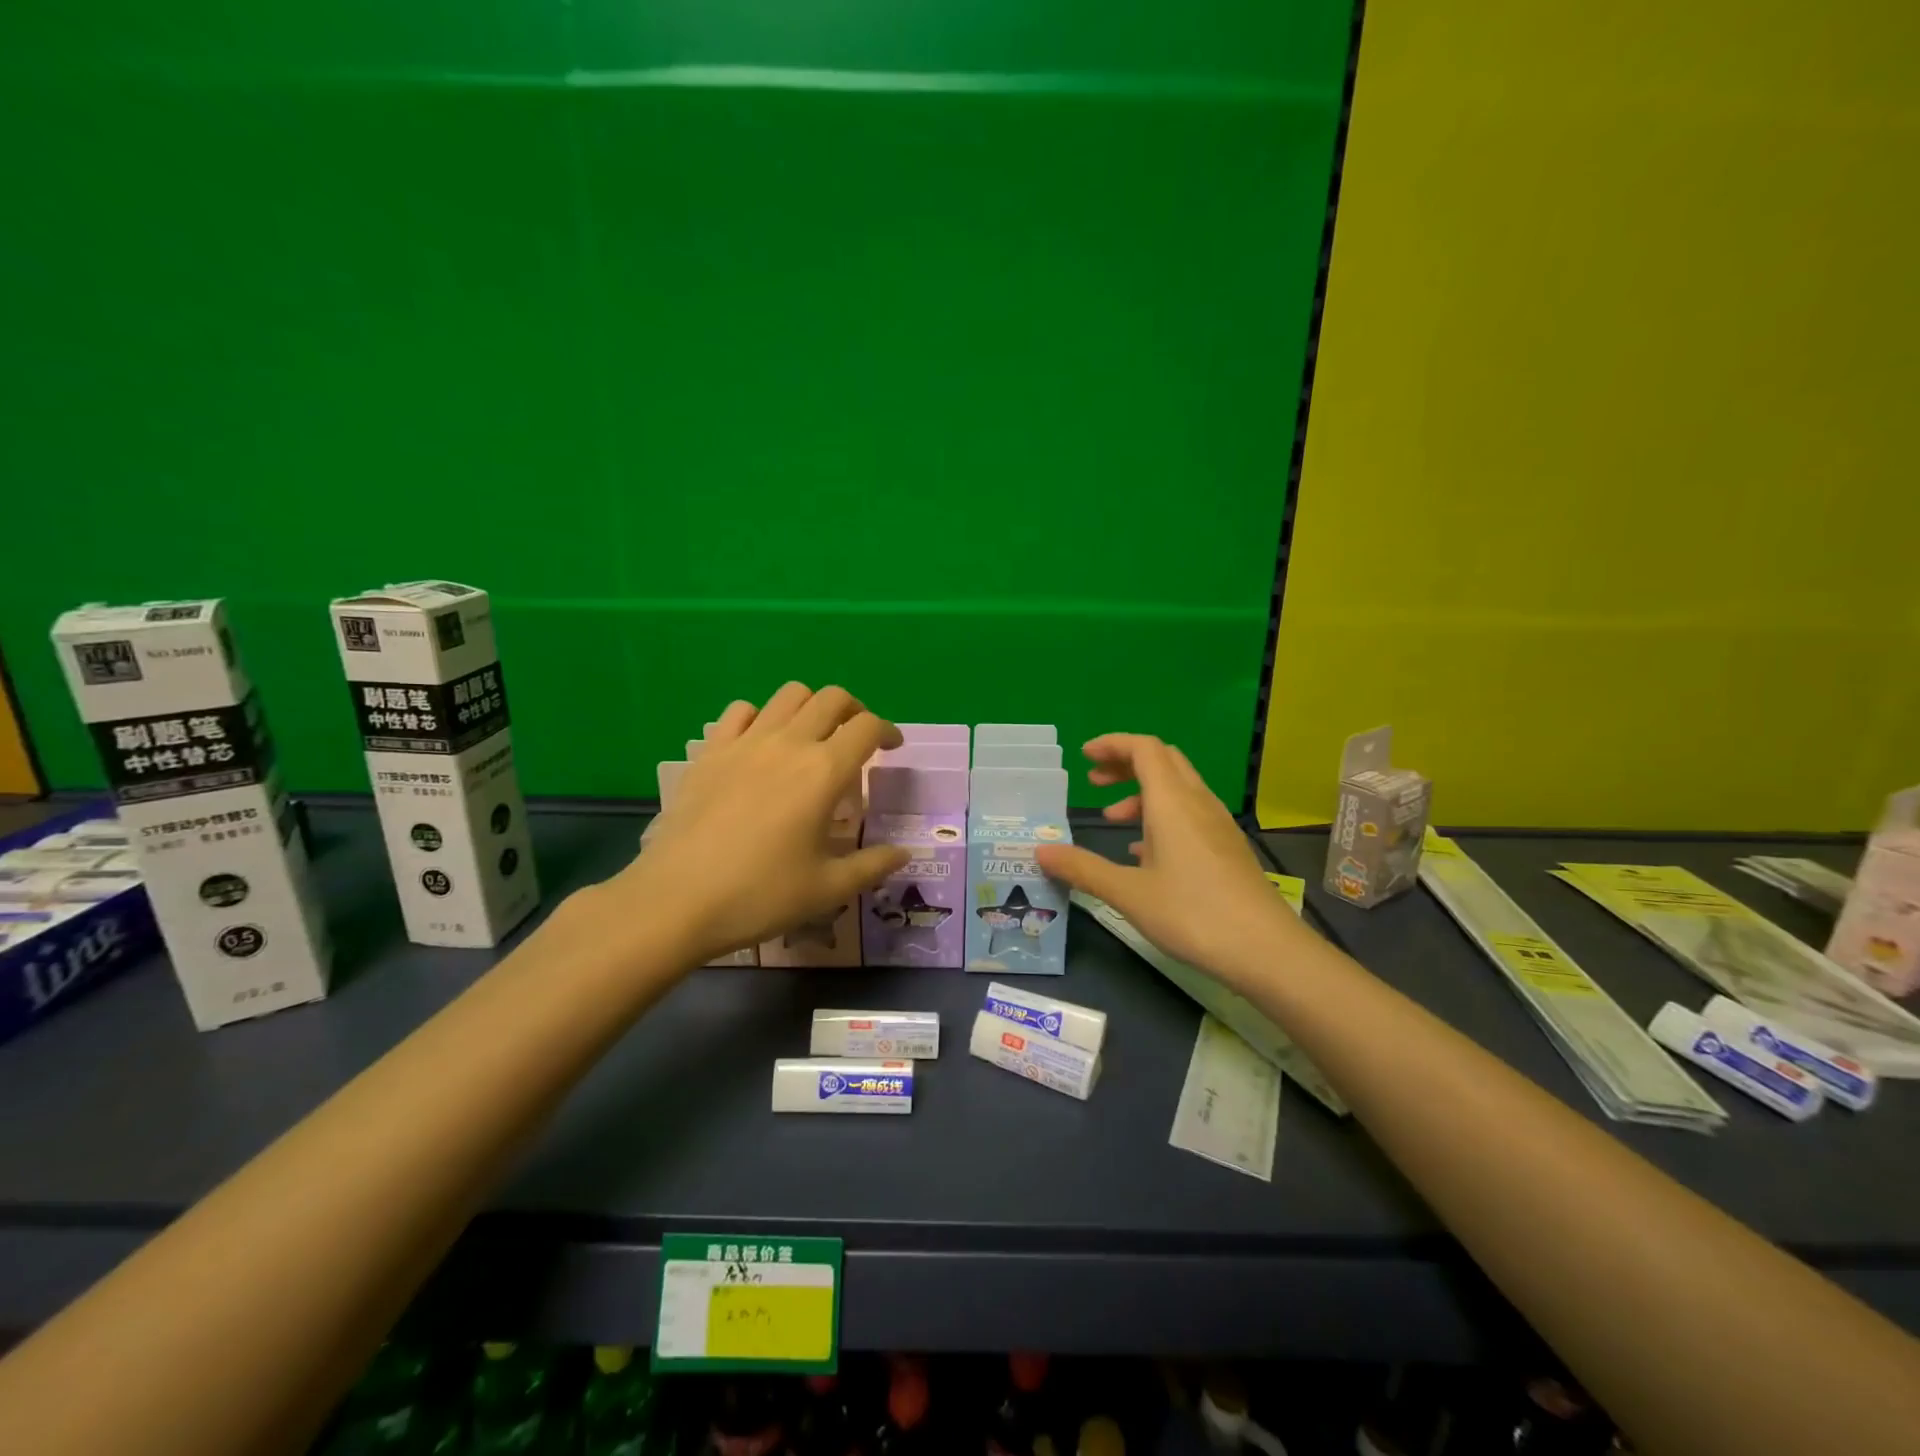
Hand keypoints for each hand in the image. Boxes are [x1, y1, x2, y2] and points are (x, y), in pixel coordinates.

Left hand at [602, 684, 907, 965]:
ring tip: (812, 736)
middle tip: (857, 739)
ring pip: (789, 694)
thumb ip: (872, 866)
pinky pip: (741, 711)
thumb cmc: (759, 895)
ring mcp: (745, 742)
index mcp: (824, 772)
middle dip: (854, 711)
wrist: (676, 900)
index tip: (892, 749)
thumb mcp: (827, 889)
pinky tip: (761, 744)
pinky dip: (761, 717)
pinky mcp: (710, 751)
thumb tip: (904, 853)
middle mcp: (789, 744)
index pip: (867, 728)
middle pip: (832, 698)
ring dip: (811, 707)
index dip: (887, 732)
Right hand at [1034, 734, 1299, 981]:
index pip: (1144, 748)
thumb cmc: (1193, 914)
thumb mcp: (1128, 893)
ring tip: (1112, 821)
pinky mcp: (1227, 847)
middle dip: (1126, 763)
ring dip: (1142, 793)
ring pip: (1177, 787)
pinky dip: (1162, 816)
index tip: (1084, 757)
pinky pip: (1190, 814)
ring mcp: (1217, 825)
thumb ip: (1083, 869)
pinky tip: (1144, 853)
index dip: (1112, 744)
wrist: (1267, 951)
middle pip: (1163, 760)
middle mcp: (1197, 803)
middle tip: (1095, 782)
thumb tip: (1041, 851)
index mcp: (1172, 802)